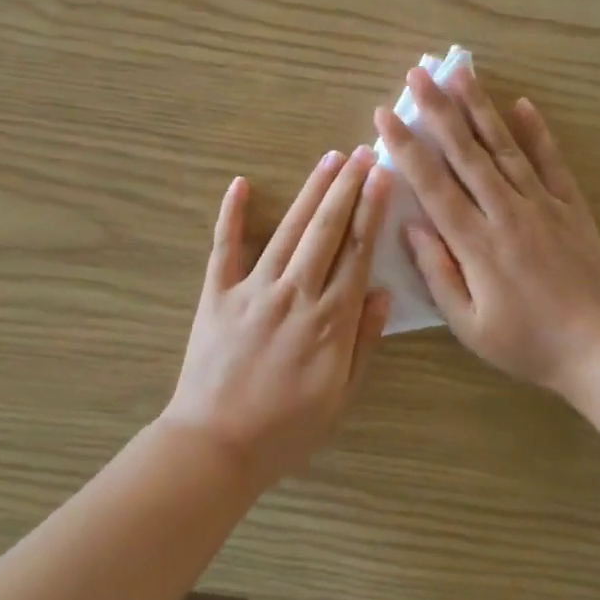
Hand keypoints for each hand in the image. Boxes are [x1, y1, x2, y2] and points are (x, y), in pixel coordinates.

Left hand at [163, 148, 393, 486]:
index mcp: (330, 320)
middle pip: (326, 229)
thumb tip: (384, 293)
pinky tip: (239, 184)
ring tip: (329, 159)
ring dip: (310, 191)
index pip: (358, 252)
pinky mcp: (217, 293)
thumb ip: (364, 342)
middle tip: (362, 152)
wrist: (215, 446)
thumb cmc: (286, 430)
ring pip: (288, 230)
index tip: (382, 177)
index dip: (372, 210)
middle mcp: (295, 293)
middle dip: (347, 187)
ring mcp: (253, 289)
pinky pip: (225, 247)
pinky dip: (230, 214)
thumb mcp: (341, 398)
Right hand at [374, 67, 599, 395]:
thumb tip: (410, 226)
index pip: (432, 183)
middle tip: (418, 74)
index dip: (406, 146)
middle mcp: (506, 212)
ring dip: (480, 108)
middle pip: (466, 152)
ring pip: (504, 147)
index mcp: (476, 242)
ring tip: (461, 73)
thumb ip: (437, 272)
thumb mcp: (468, 324)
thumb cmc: (525, 343)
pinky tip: (523, 104)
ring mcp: (542, 204)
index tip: (385, 114)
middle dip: (438, 109)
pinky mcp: (571, 207)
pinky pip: (552, 163)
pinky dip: (537, 132)